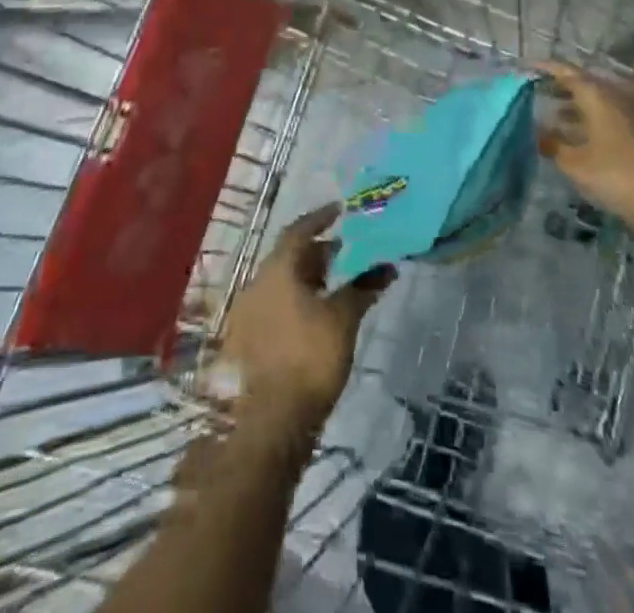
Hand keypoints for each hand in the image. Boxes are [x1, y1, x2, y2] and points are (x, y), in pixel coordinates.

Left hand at [218, 206, 394, 437]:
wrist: (271, 422)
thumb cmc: (309, 359)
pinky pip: (274, 306)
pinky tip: (315, 316)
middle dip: (317, 252)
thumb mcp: (343, 319)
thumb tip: (387, 266)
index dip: (320, 218)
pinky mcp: (247, 341)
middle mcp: (256, 284)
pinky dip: (296, 300)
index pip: (298, 230)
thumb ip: (363, 288)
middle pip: (289, 256)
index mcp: (276, 270)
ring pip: (281, 282)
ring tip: (336, 284)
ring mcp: (247, 314)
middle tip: (345, 252)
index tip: (340, 211)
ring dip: (307, 278)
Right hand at [538, 62, 633, 236]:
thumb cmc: (615, 176)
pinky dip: (587, 118)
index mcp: (598, 96)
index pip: (566, 72)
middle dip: (558, 85)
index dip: (544, 68)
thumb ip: (552, 144)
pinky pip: (606, 114)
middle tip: (534, 90)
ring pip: (596, 100)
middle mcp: (615, 97)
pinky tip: (574, 134)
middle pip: (582, 83)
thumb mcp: (575, 164)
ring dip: (573, 103)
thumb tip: (535, 132)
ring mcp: (630, 114)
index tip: (524, 67)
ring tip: (550, 113)